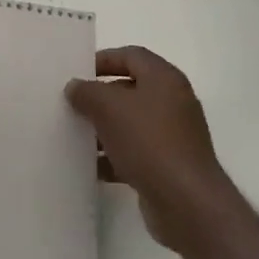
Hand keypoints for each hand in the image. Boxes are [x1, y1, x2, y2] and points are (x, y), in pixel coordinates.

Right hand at [64, 47, 238, 256]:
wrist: (187, 203)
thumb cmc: (148, 142)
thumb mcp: (108, 108)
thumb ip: (87, 92)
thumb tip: (75, 87)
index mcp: (164, 79)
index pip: (131, 55)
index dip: (104, 60)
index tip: (77, 73)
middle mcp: (172, 102)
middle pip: (130, 90)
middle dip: (100, 97)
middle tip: (72, 104)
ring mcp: (172, 136)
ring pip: (131, 123)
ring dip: (104, 129)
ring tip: (75, 136)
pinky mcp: (168, 166)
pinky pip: (135, 153)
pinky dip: (114, 157)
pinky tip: (92, 167)